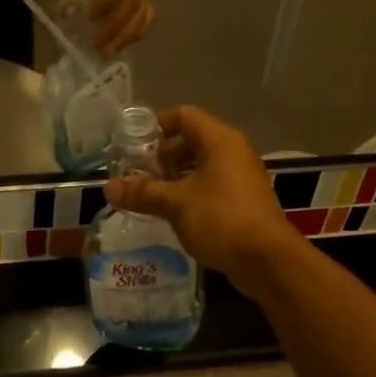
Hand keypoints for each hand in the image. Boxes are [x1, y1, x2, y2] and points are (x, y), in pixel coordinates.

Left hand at [70, 0, 153, 56]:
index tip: (89, 16)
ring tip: (107, 52)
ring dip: (126, 35)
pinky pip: (147, 16)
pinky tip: (120, 45)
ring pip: (142, 12)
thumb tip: (67, 7)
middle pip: (132, 0)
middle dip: (113, 25)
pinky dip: (136, 33)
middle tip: (94, 43)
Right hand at [104, 107, 303, 286]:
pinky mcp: (245, 202)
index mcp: (219, 141)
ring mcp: (242, 177)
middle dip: (163, 156)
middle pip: (193, 140)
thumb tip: (108, 187)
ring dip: (176, 177)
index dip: (157, 126)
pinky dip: (191, 193)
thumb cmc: (220, 219)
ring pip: (202, 166)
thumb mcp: (175, 203)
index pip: (184, 116)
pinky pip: (213, 186)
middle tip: (138, 174)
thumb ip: (142, 192)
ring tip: (151, 196)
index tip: (134, 146)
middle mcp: (234, 152)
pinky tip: (174, 214)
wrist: (267, 260)